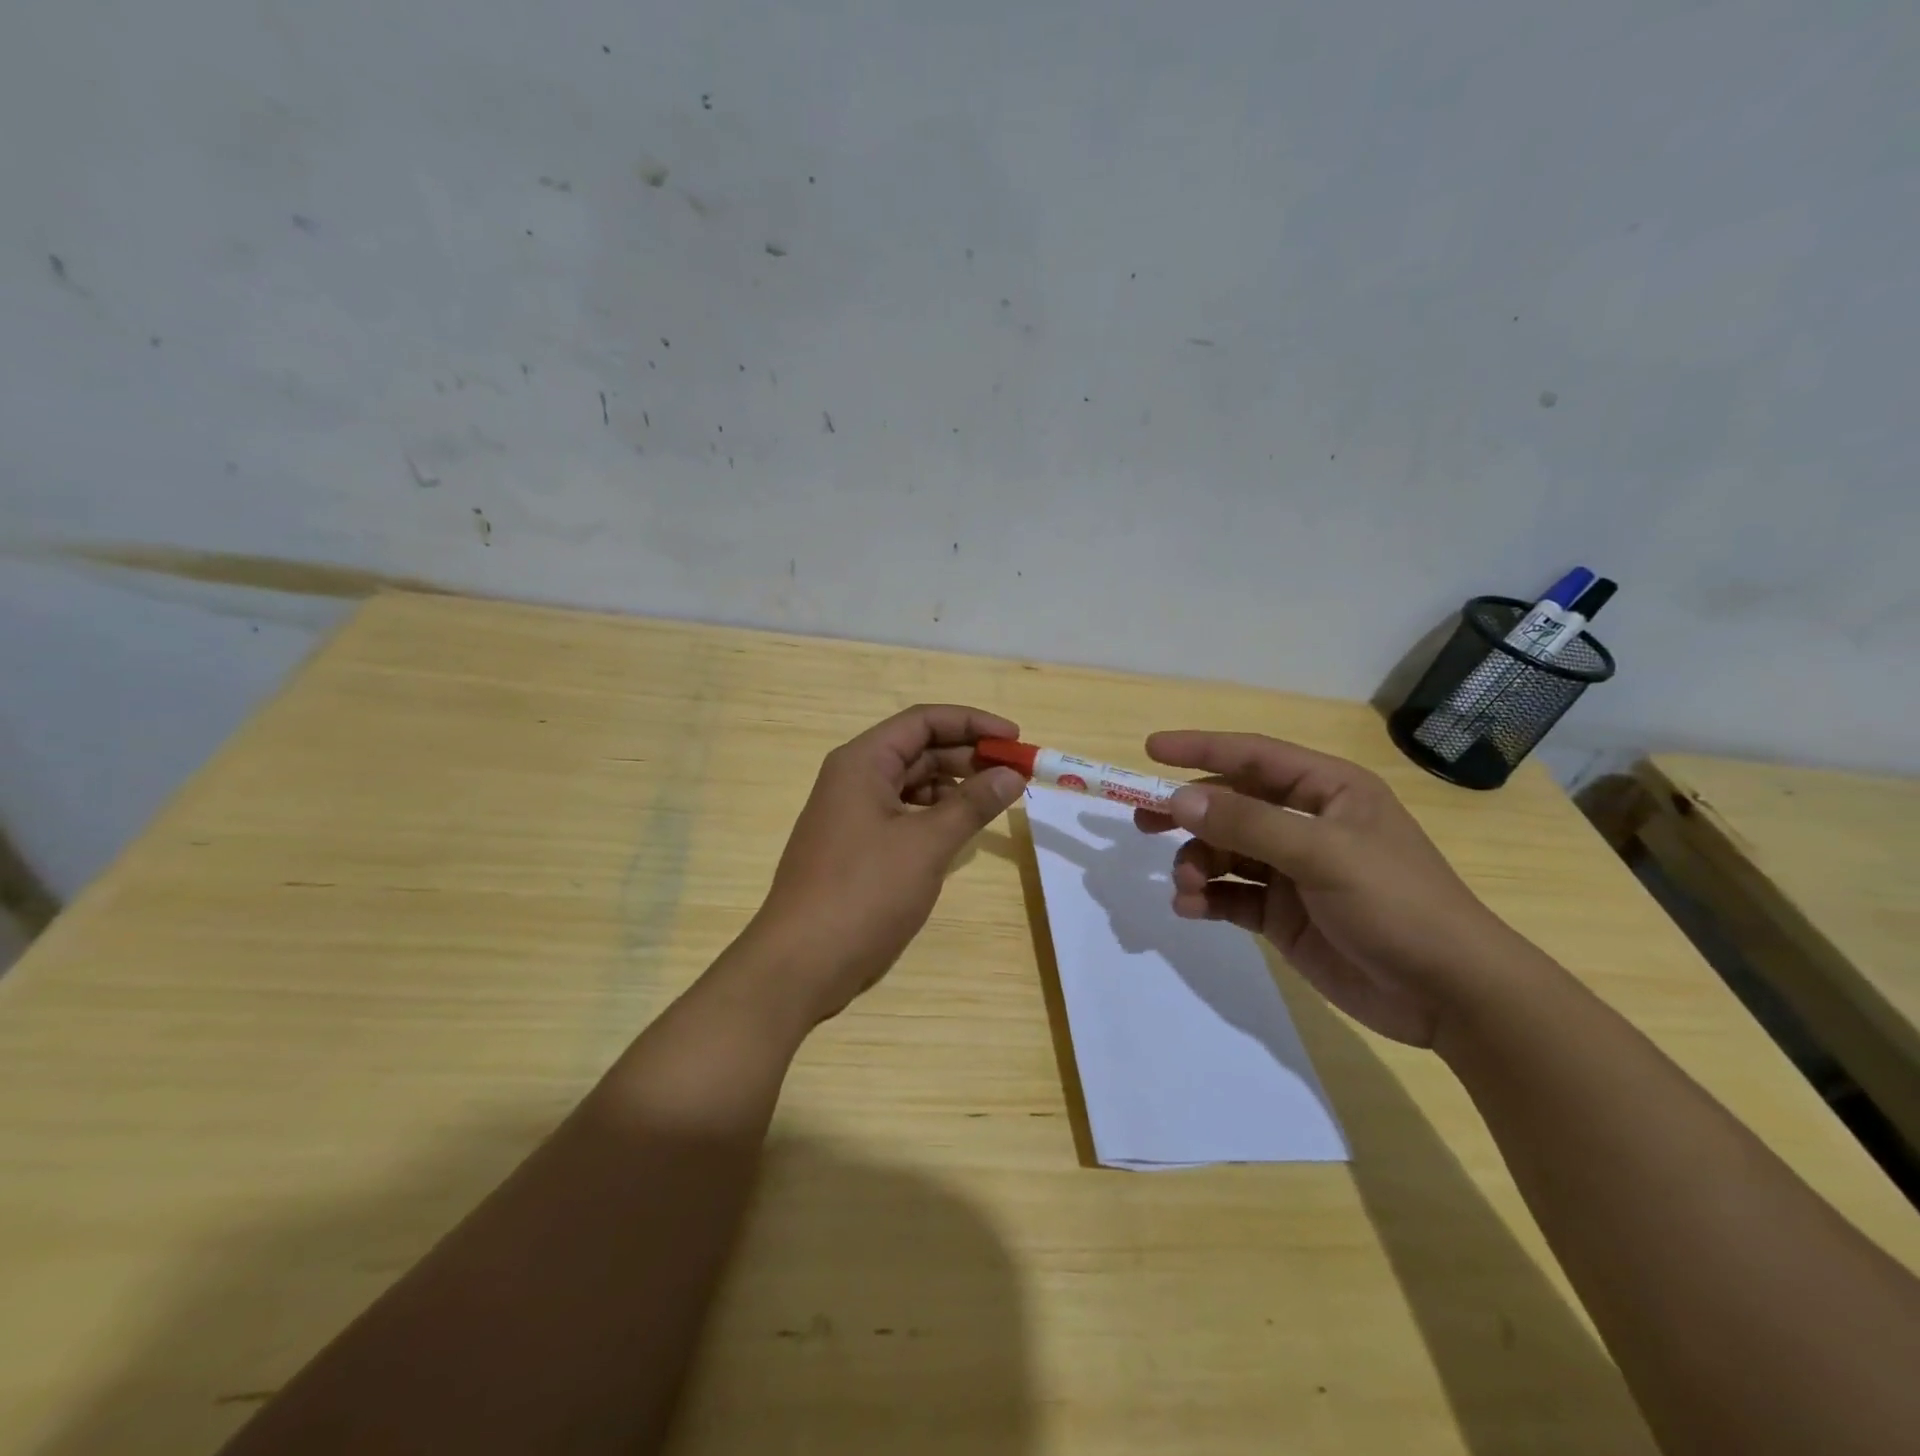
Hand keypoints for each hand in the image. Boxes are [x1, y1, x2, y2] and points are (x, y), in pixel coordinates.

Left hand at [741, 705, 1026, 1027]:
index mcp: (863, 762)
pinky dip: (935, 816)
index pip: (923, 721)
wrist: (801, 963)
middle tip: (1015, 773)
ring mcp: (853, 814)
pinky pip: (903, 815)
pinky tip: (962, 831)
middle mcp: (854, 778)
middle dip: (968, 756)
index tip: (1015, 738)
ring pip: (912, 784)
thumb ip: (971, 804)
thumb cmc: (864, 892)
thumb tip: (1012, 775)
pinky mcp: (857, 847)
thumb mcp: (926, 844)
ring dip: (954, 787)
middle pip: (918, 750)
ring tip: (997, 800)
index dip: (972, 722)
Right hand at [1135, 731, 1512, 1046]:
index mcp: (1326, 792)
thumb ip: (1248, 823)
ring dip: (1195, 864)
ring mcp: (1292, 871)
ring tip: (1185, 886)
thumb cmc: (1397, 904)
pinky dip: (1205, 898)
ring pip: (1223, 852)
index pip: (1253, 756)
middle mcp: (1305, 824)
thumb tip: (1179, 799)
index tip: (1151, 749)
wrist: (1450, 995)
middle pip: (1230, 804)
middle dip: (1188, 812)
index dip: (1201, 749)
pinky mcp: (1282, 914)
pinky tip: (1191, 908)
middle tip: (1142, 821)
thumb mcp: (1323, 854)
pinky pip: (1229, 894)